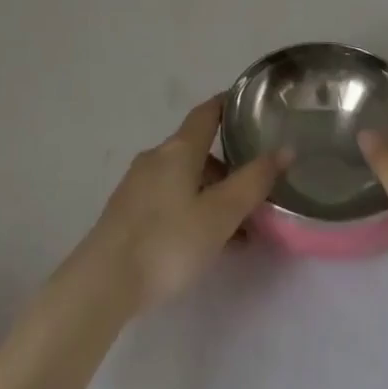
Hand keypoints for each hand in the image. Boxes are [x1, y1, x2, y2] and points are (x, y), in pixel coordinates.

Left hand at [76, 95, 289, 313]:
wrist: (103, 283)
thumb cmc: (167, 242)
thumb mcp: (220, 215)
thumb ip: (253, 182)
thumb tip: (285, 149)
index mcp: (179, 149)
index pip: (207, 112)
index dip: (227, 105)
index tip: (248, 106)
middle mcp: (156, 157)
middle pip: (197, 149)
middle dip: (227, 166)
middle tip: (254, 189)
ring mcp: (137, 184)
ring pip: (184, 178)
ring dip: (211, 194)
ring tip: (236, 229)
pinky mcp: (126, 212)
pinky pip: (168, 198)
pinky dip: (191, 209)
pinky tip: (203, 243)